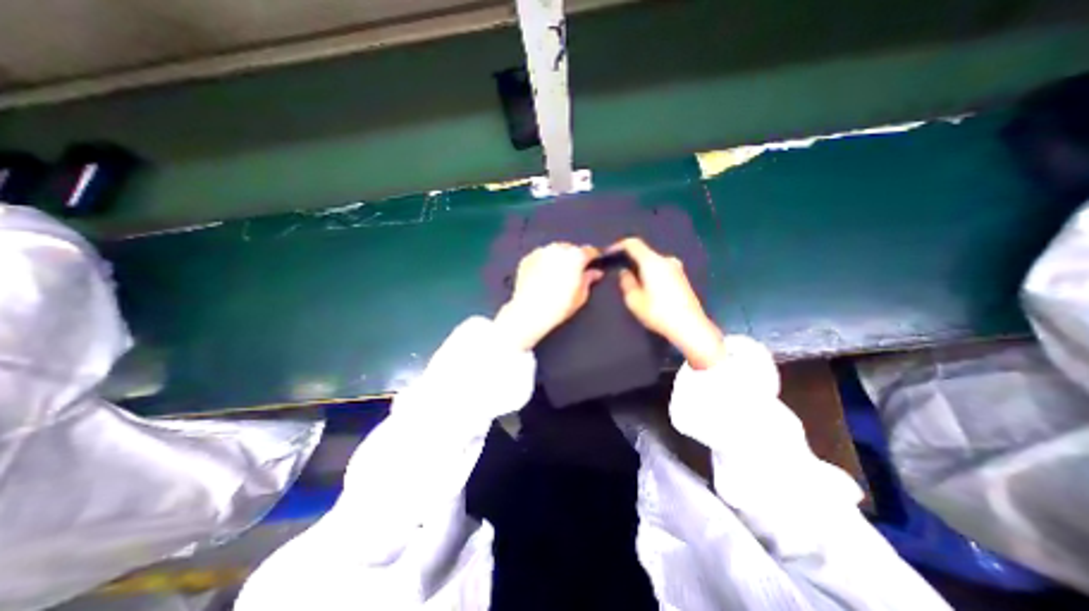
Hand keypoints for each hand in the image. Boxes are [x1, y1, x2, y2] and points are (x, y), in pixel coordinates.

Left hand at [498, 241, 603, 350]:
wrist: (530, 312)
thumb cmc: (556, 306)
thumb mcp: (581, 296)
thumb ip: (589, 279)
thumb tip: (594, 274)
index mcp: (575, 256)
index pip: (590, 251)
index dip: (593, 257)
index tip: (593, 263)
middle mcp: (558, 250)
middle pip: (571, 249)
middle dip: (573, 260)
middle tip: (573, 276)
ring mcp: (541, 252)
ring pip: (555, 252)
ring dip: (558, 261)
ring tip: (556, 279)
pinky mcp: (528, 259)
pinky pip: (540, 258)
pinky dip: (543, 264)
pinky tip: (543, 280)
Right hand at [611, 237, 720, 368]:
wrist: (690, 326)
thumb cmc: (658, 312)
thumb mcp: (634, 300)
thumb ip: (626, 282)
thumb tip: (624, 272)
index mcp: (652, 261)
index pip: (633, 243)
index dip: (618, 245)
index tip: (608, 254)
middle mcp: (666, 260)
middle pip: (644, 253)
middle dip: (630, 260)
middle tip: (619, 272)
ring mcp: (677, 268)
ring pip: (653, 262)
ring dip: (642, 268)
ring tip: (633, 283)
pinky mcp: (682, 278)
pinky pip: (662, 270)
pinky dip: (652, 274)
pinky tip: (648, 289)